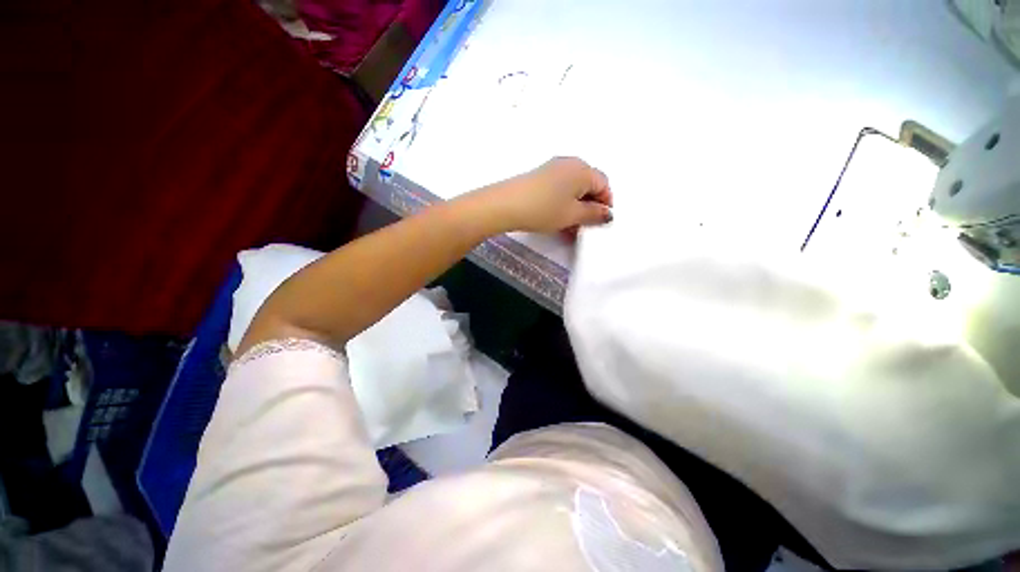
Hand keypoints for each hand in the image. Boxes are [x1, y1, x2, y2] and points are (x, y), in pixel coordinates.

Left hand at [486, 157, 613, 233]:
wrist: (507, 204)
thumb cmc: (544, 209)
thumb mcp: (572, 215)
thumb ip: (594, 214)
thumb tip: (607, 213)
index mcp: (582, 170)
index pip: (604, 184)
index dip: (605, 204)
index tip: (600, 221)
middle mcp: (570, 164)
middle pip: (588, 185)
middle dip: (589, 207)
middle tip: (584, 226)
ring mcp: (553, 168)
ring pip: (572, 189)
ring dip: (575, 208)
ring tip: (570, 228)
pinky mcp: (540, 176)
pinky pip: (559, 189)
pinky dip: (563, 203)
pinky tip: (558, 219)